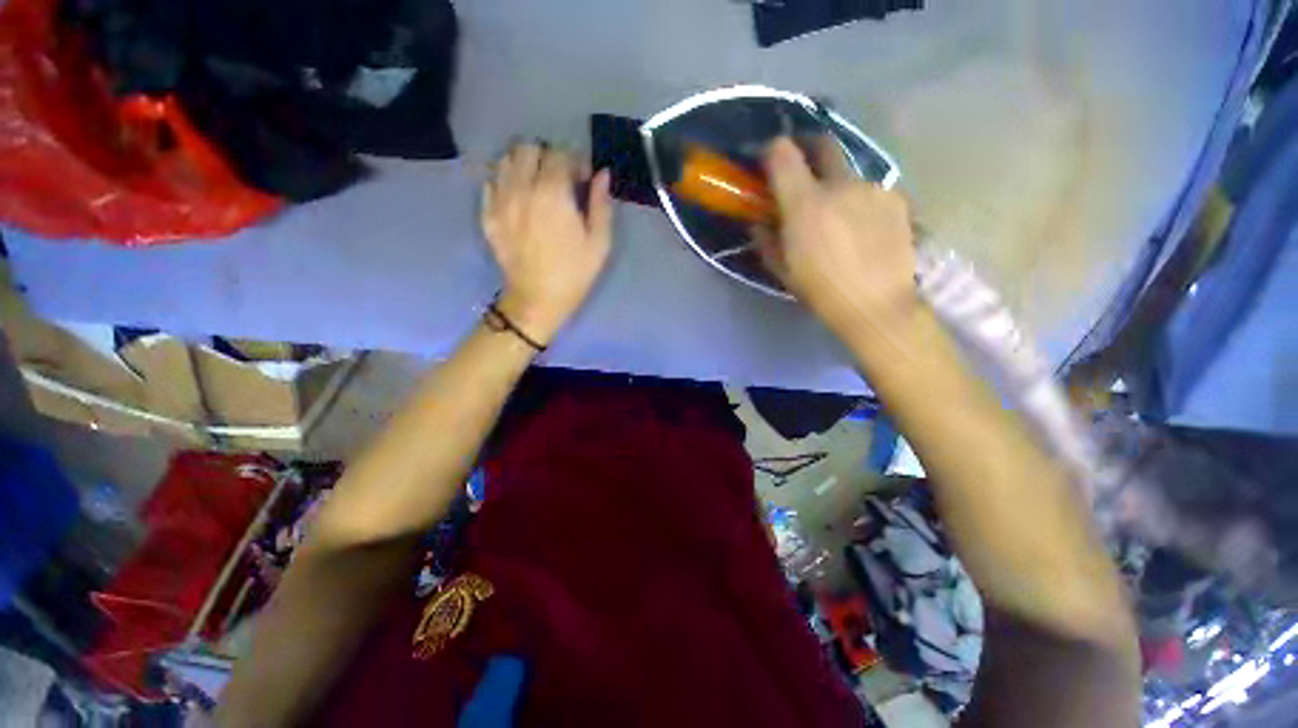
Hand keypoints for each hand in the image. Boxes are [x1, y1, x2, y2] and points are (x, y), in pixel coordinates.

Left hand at [482, 142, 612, 343]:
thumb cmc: (574, 274)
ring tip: (538, 184)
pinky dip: (507, 180)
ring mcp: (500, 200)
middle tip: (560, 179)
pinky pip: (492, 181)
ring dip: (525, 164)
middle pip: (530, 148)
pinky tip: (519, 197)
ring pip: (507, 159)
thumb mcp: (599, 244)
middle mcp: (522, 189)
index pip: (560, 155)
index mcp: (553, 195)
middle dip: (549, 157)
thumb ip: (601, 205)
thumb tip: (602, 175)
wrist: (537, 300)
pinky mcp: (488, 214)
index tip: (583, 179)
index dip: (576, 162)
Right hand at [756, 137, 917, 338]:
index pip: (783, 153)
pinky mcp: (897, 200)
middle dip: (808, 147)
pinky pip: (871, 192)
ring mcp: (873, 189)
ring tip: (840, 218)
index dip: (772, 150)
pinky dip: (861, 203)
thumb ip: (766, 239)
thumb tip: (759, 223)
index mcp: (805, 204)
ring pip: (849, 174)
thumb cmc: (820, 291)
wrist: (875, 305)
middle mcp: (840, 185)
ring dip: (837, 187)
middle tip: (803, 168)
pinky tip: (864, 229)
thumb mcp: (782, 270)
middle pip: (823, 144)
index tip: (767, 161)